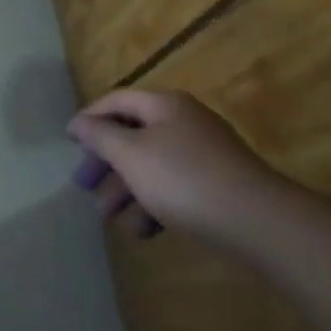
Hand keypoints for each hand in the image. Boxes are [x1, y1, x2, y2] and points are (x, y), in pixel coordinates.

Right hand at [67, 89, 288, 243]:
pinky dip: (155, 204)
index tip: (68, 142)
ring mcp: (205, 155)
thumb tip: (80, 123)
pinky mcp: (219, 187)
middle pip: (132, 135)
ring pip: (152, 166)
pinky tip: (144, 230)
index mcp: (164, 106)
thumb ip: (99, 135)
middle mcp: (185, 123)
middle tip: (84, 185)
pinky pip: (175, 188)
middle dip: (105, 163)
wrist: (261, 223)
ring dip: (126, 190)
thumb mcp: (130, 153)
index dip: (89, 118)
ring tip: (110, 217)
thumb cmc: (184, 179)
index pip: (116, 101)